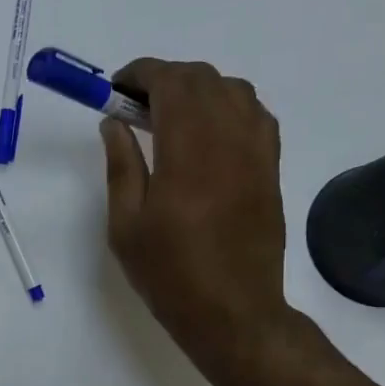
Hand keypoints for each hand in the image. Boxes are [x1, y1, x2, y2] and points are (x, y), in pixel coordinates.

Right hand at [101, 60, 295, 385]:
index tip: (116, 88)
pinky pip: (255, 114)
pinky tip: (206, 133)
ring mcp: (257, 152)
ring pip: (233, 90)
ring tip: (169, 117)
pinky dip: (227, 106)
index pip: (171, 83)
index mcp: (188, 153)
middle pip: (202, 79)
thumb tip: (114, 123)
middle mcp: (229, 140)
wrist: (232, 311)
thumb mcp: (126, 224)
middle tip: (134, 105)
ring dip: (197, 89)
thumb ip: (120, 165)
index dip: (141, 74)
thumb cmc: (169, 273)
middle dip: (164, 79)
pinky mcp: (270, 167)